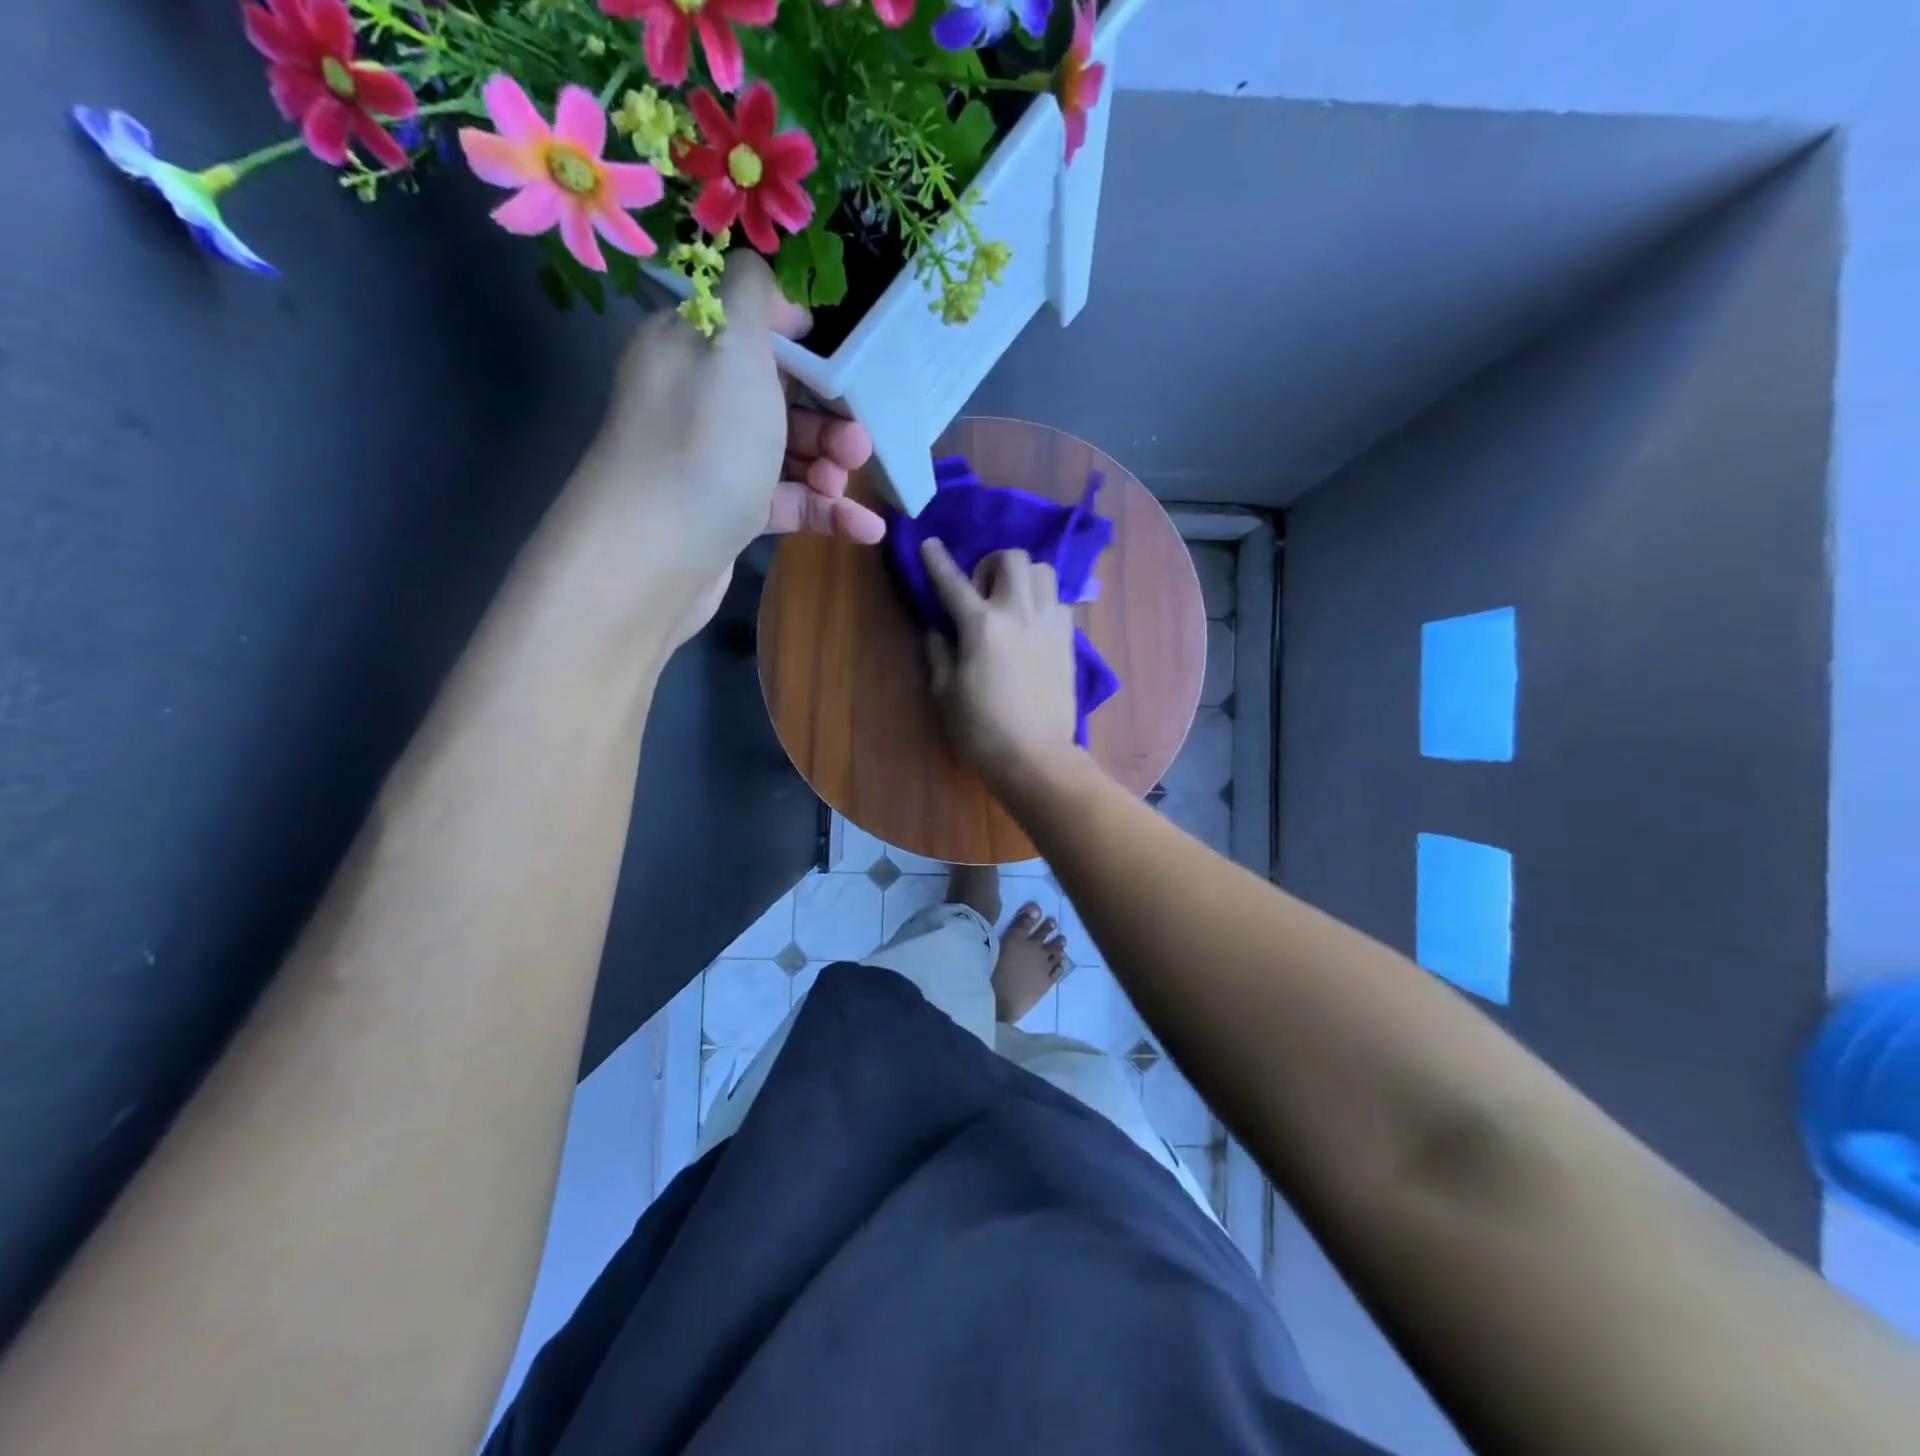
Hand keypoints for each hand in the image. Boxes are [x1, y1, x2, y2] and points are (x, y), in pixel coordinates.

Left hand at [572, 251, 883, 643]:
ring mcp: (717, 460)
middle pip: (783, 394)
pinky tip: (866, 529)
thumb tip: (771, 282)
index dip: (809, 345)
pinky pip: (789, 501)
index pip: (757, 328)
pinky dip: (828, 512)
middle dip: (831, 415)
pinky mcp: (731, 512)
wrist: (653, 557)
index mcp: (692, 347)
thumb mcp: (731, 348)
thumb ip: (753, 296)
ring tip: (850, 485)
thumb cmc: (702, 444)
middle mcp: (700, 399)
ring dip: (832, 466)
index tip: (851, 367)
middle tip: (859, 441)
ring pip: (790, 451)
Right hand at [920, 538, 1081, 789]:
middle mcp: (1019, 613)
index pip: (953, 581)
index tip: (929, 544)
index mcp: (981, 625)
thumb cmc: (981, 730)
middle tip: (982, 590)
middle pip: (1013, 558)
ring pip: (1043, 571)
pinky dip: (1043, 601)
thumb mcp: (945, 693)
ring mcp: (1049, 623)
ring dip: (1023, 577)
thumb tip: (938, 630)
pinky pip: (1059, 600)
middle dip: (992, 564)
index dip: (937, 560)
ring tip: (1011, 602)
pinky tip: (1033, 624)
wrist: (1035, 756)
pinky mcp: (1068, 640)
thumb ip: (939, 653)